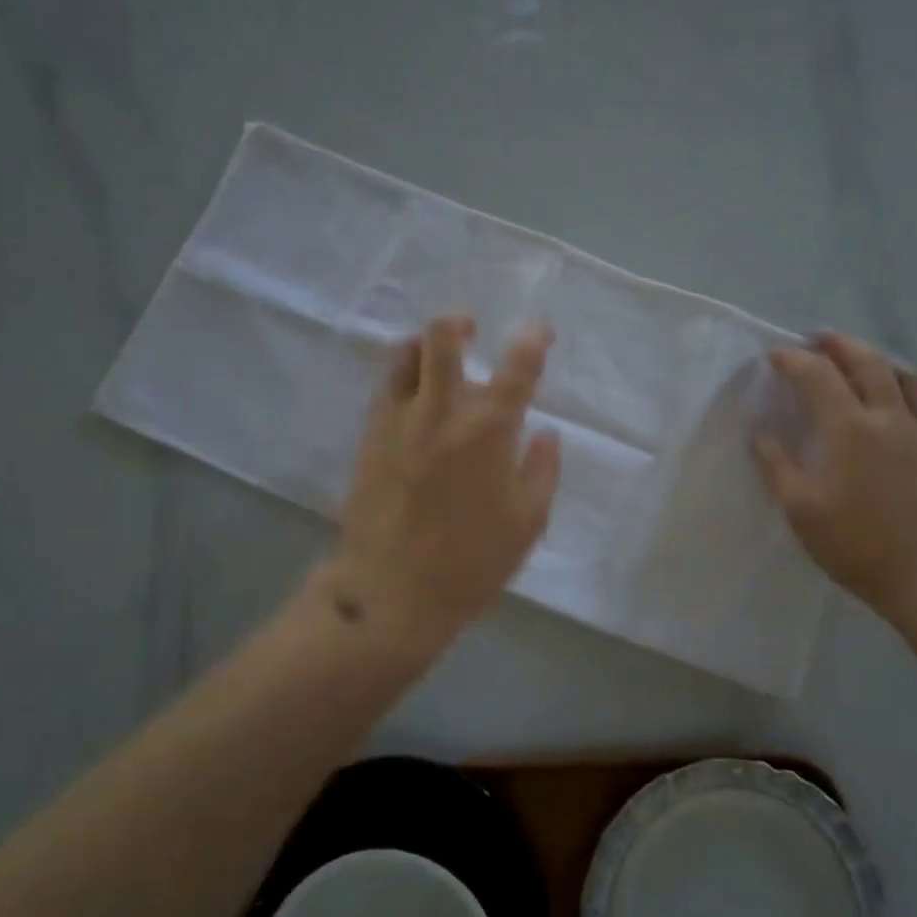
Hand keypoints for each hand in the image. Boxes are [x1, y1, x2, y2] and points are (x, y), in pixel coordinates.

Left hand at [333, 316, 561, 652]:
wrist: (390, 593)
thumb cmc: (470, 563)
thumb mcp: (526, 523)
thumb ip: (542, 470)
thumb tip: (546, 433)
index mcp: (488, 431)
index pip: (517, 368)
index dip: (532, 340)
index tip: (539, 332)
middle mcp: (442, 412)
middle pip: (442, 340)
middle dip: (459, 323)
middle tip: (471, 328)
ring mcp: (399, 420)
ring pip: (405, 355)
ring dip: (425, 344)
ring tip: (438, 354)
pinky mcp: (369, 436)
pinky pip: (386, 387)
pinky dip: (404, 375)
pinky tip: (415, 393)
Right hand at [752, 332, 916, 618]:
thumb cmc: (857, 544)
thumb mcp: (801, 510)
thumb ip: (777, 467)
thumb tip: (760, 435)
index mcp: (850, 428)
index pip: (818, 376)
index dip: (793, 360)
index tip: (774, 356)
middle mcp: (890, 418)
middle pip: (867, 362)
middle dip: (839, 344)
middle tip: (817, 339)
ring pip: (905, 377)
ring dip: (877, 359)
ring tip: (859, 359)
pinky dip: (907, 391)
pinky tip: (899, 403)